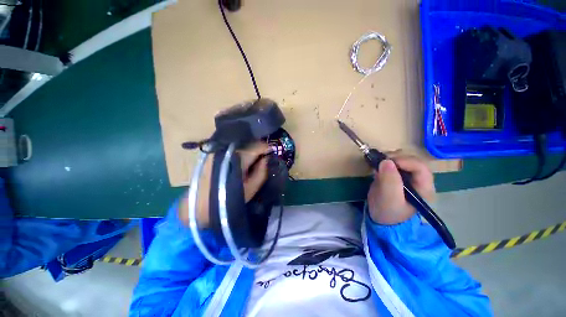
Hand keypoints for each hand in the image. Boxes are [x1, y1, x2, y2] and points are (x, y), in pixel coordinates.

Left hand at [179, 142, 269, 227]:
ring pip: (238, 143)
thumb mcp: (251, 188)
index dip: (265, 147)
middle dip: (257, 147)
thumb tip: (266, 158)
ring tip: (252, 156)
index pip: (256, 147)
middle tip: (263, 155)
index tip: (271, 151)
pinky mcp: (212, 152)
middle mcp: (227, 150)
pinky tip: (240, 157)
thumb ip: (262, 172)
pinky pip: (230, 146)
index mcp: (238, 159)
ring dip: (247, 148)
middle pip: (247, 142)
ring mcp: (218, 150)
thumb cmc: (229, 198)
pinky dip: (238, 150)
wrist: (200, 205)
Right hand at [367, 153, 435, 224]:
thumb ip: (390, 181)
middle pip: (411, 160)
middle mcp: (417, 180)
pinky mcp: (394, 176)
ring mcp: (405, 177)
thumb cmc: (388, 212)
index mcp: (423, 187)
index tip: (387, 162)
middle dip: (396, 158)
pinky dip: (383, 161)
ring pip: (401, 160)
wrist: (380, 219)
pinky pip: (391, 163)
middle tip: (380, 160)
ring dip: (389, 158)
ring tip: (377, 162)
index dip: (405, 161)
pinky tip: (376, 165)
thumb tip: (386, 161)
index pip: (420, 167)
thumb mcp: (390, 199)